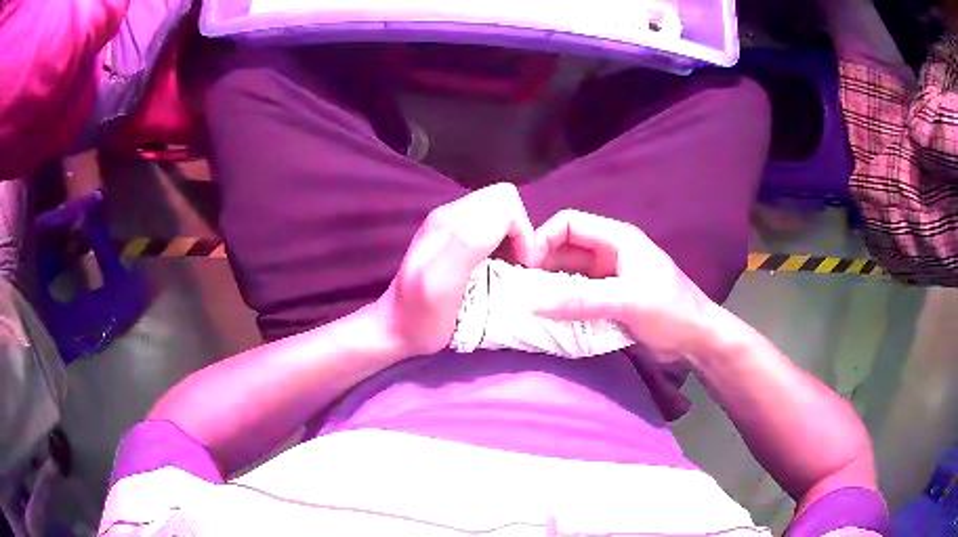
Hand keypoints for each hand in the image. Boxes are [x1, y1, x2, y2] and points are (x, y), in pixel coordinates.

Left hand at [377, 184, 535, 356]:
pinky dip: (504, 244)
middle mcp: (451, 214)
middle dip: (520, 231)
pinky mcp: (454, 236)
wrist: (396, 329)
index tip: (521, 266)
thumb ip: (467, 244)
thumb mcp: (441, 284)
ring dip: (513, 238)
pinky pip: (492, 226)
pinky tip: (495, 268)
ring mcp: (451, 223)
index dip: (522, 231)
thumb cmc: (421, 317)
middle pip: (504, 201)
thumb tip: (502, 217)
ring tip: (508, 269)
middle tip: (517, 266)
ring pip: (500, 212)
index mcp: (450, 221)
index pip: (506, 202)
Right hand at [532, 210, 718, 362]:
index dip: (543, 238)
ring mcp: (608, 277)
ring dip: (549, 285)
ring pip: (569, 273)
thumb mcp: (627, 301)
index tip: (525, 266)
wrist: (697, 340)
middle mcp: (609, 253)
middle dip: (541, 264)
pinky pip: (577, 295)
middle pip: (565, 248)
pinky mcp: (608, 299)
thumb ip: (581, 301)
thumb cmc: (670, 311)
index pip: (569, 223)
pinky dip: (561, 303)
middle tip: (519, 289)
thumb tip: (533, 304)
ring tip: (527, 303)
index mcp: (617, 239)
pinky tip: (547, 316)